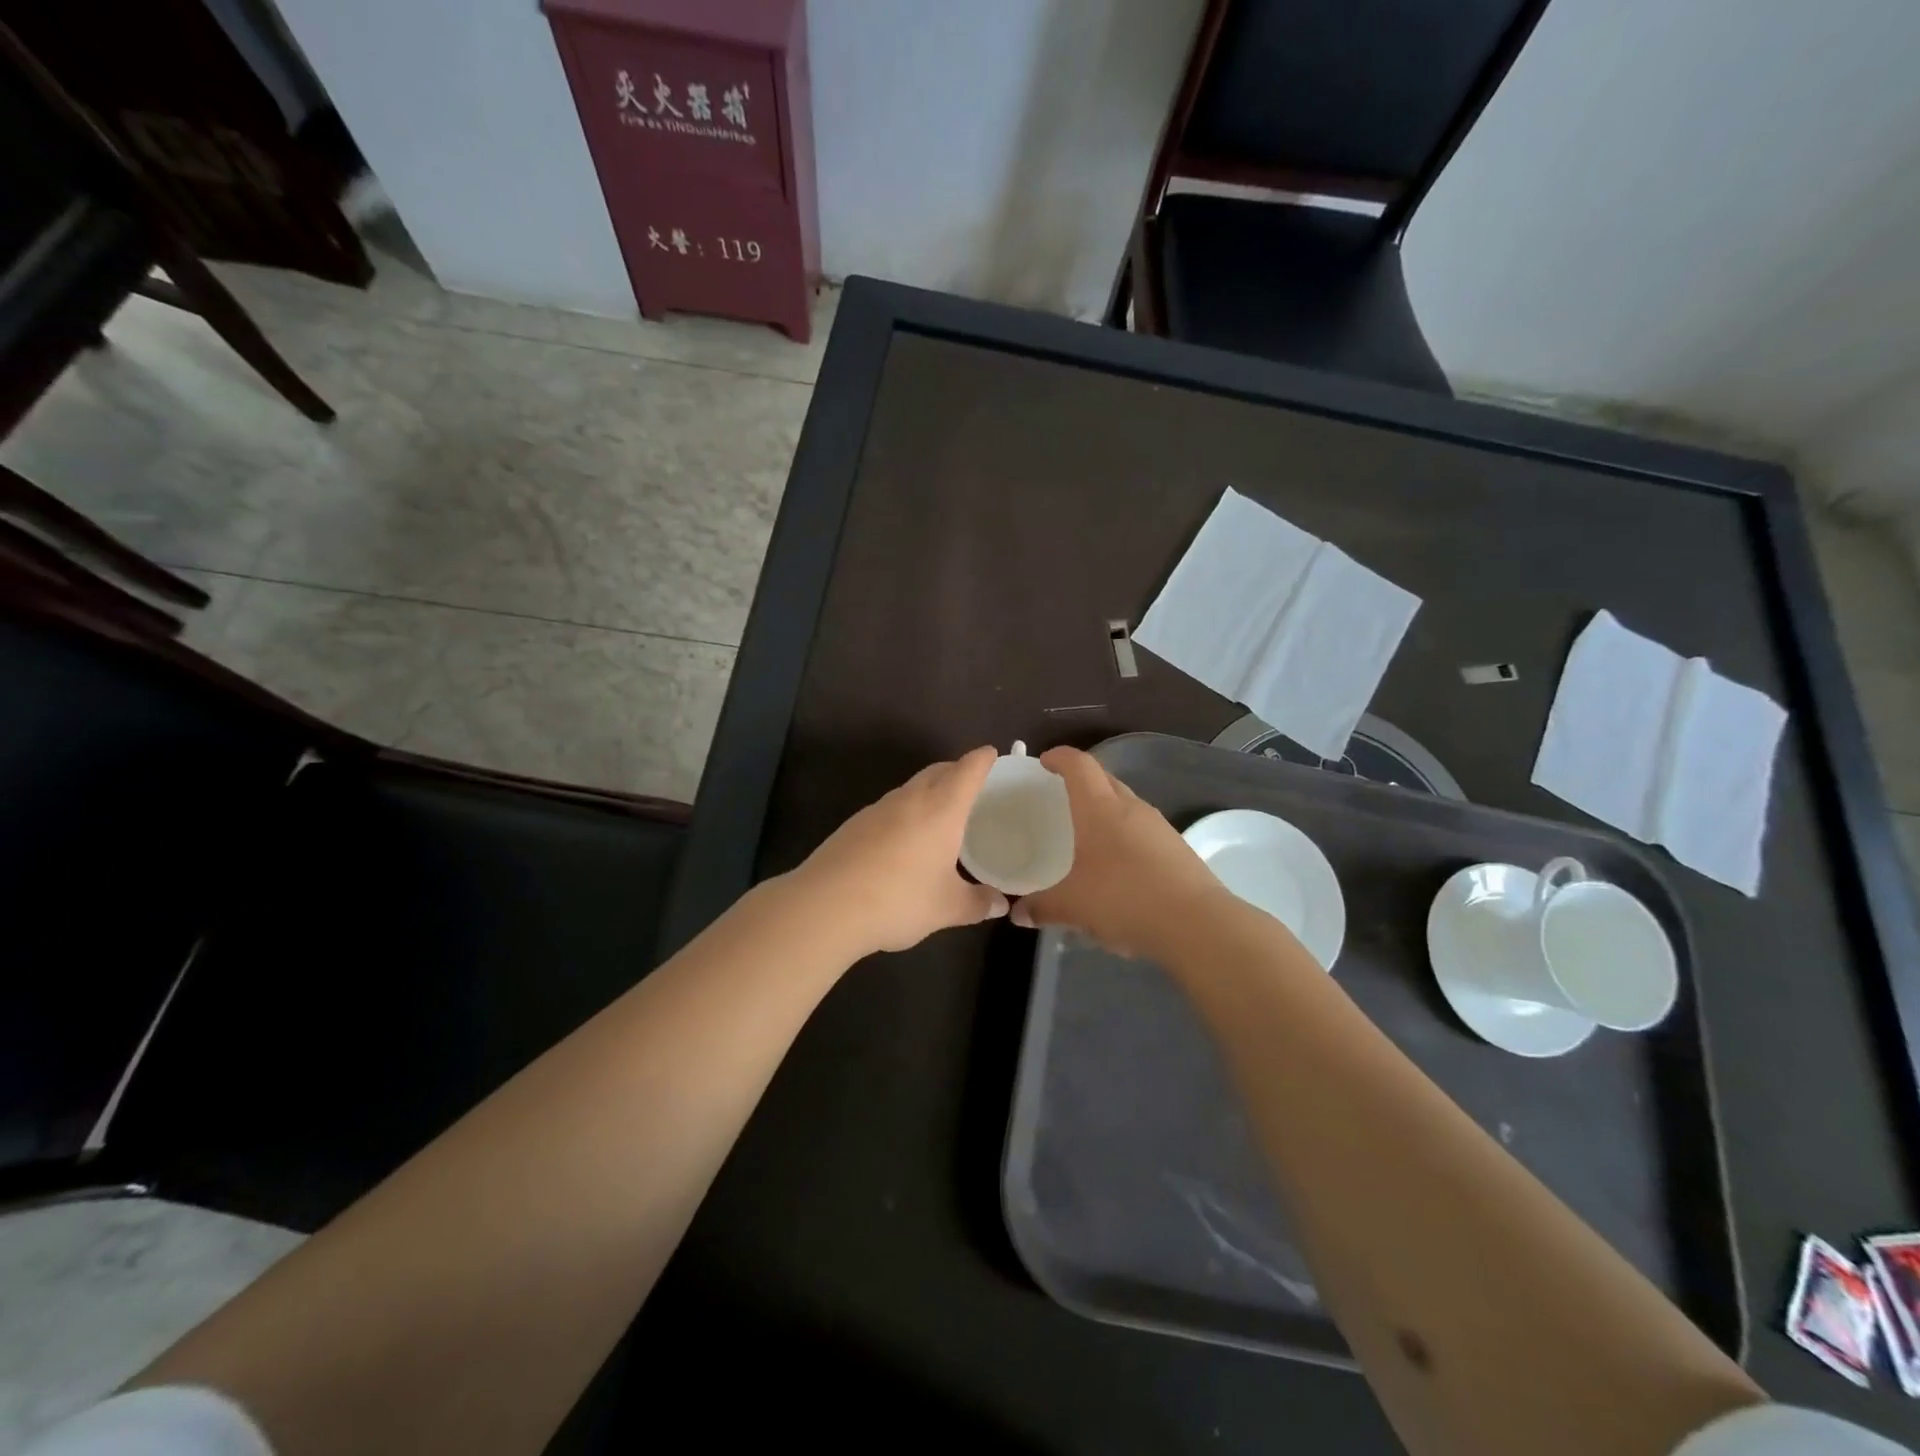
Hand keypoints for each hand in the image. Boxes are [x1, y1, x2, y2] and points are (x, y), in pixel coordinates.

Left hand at [795, 747, 1008, 955]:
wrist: (826, 906)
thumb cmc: (899, 899)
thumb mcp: (947, 908)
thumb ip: (977, 903)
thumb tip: (1000, 904)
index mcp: (941, 808)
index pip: (967, 771)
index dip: (982, 760)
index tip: (992, 753)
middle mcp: (909, 799)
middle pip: (937, 771)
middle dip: (955, 770)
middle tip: (971, 783)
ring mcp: (877, 810)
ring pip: (910, 789)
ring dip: (928, 791)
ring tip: (940, 813)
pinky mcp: (853, 825)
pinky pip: (888, 808)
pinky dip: (904, 813)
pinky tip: (903, 840)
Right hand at [1012, 746, 1230, 959]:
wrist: (1197, 924)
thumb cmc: (1125, 899)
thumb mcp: (1073, 906)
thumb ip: (1042, 907)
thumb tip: (1018, 913)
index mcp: (1100, 808)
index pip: (1079, 766)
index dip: (1060, 758)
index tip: (1044, 761)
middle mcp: (1131, 808)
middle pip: (1104, 779)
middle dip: (1082, 781)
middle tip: (1060, 796)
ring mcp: (1159, 827)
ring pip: (1126, 804)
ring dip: (1105, 809)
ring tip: (1086, 833)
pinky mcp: (1177, 849)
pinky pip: (1142, 830)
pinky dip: (1124, 835)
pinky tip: (1117, 866)